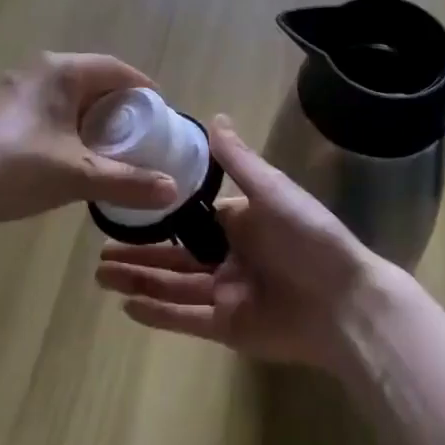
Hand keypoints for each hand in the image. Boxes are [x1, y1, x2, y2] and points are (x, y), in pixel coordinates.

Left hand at [0, 54, 180, 233]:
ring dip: (90, 117)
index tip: (161, 113)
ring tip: (111, 147)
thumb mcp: (81, 176)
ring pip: (66, 97)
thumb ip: (130, 182)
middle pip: (91, 80)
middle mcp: (37, 71)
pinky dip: (66, 126)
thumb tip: (174, 191)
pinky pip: (45, 111)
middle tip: (140, 133)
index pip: (115, 69)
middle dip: (118, 105)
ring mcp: (13, 91)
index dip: (142, 89)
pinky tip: (71, 156)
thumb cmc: (20, 169)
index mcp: (61, 71)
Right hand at [94, 116, 384, 370]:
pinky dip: (158, 313)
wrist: (345, 303)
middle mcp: (229, 256)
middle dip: (138, 253)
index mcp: (240, 222)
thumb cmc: (308, 237)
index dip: (159, 214)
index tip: (125, 207)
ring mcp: (227, 293)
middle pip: (174, 255)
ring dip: (139, 281)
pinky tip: (127, 306)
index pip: (190, 218)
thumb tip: (215, 117)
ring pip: (173, 286)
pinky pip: (186, 318)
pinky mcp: (228, 328)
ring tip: (101, 275)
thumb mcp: (272, 190)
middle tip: (99, 251)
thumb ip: (238, 160)